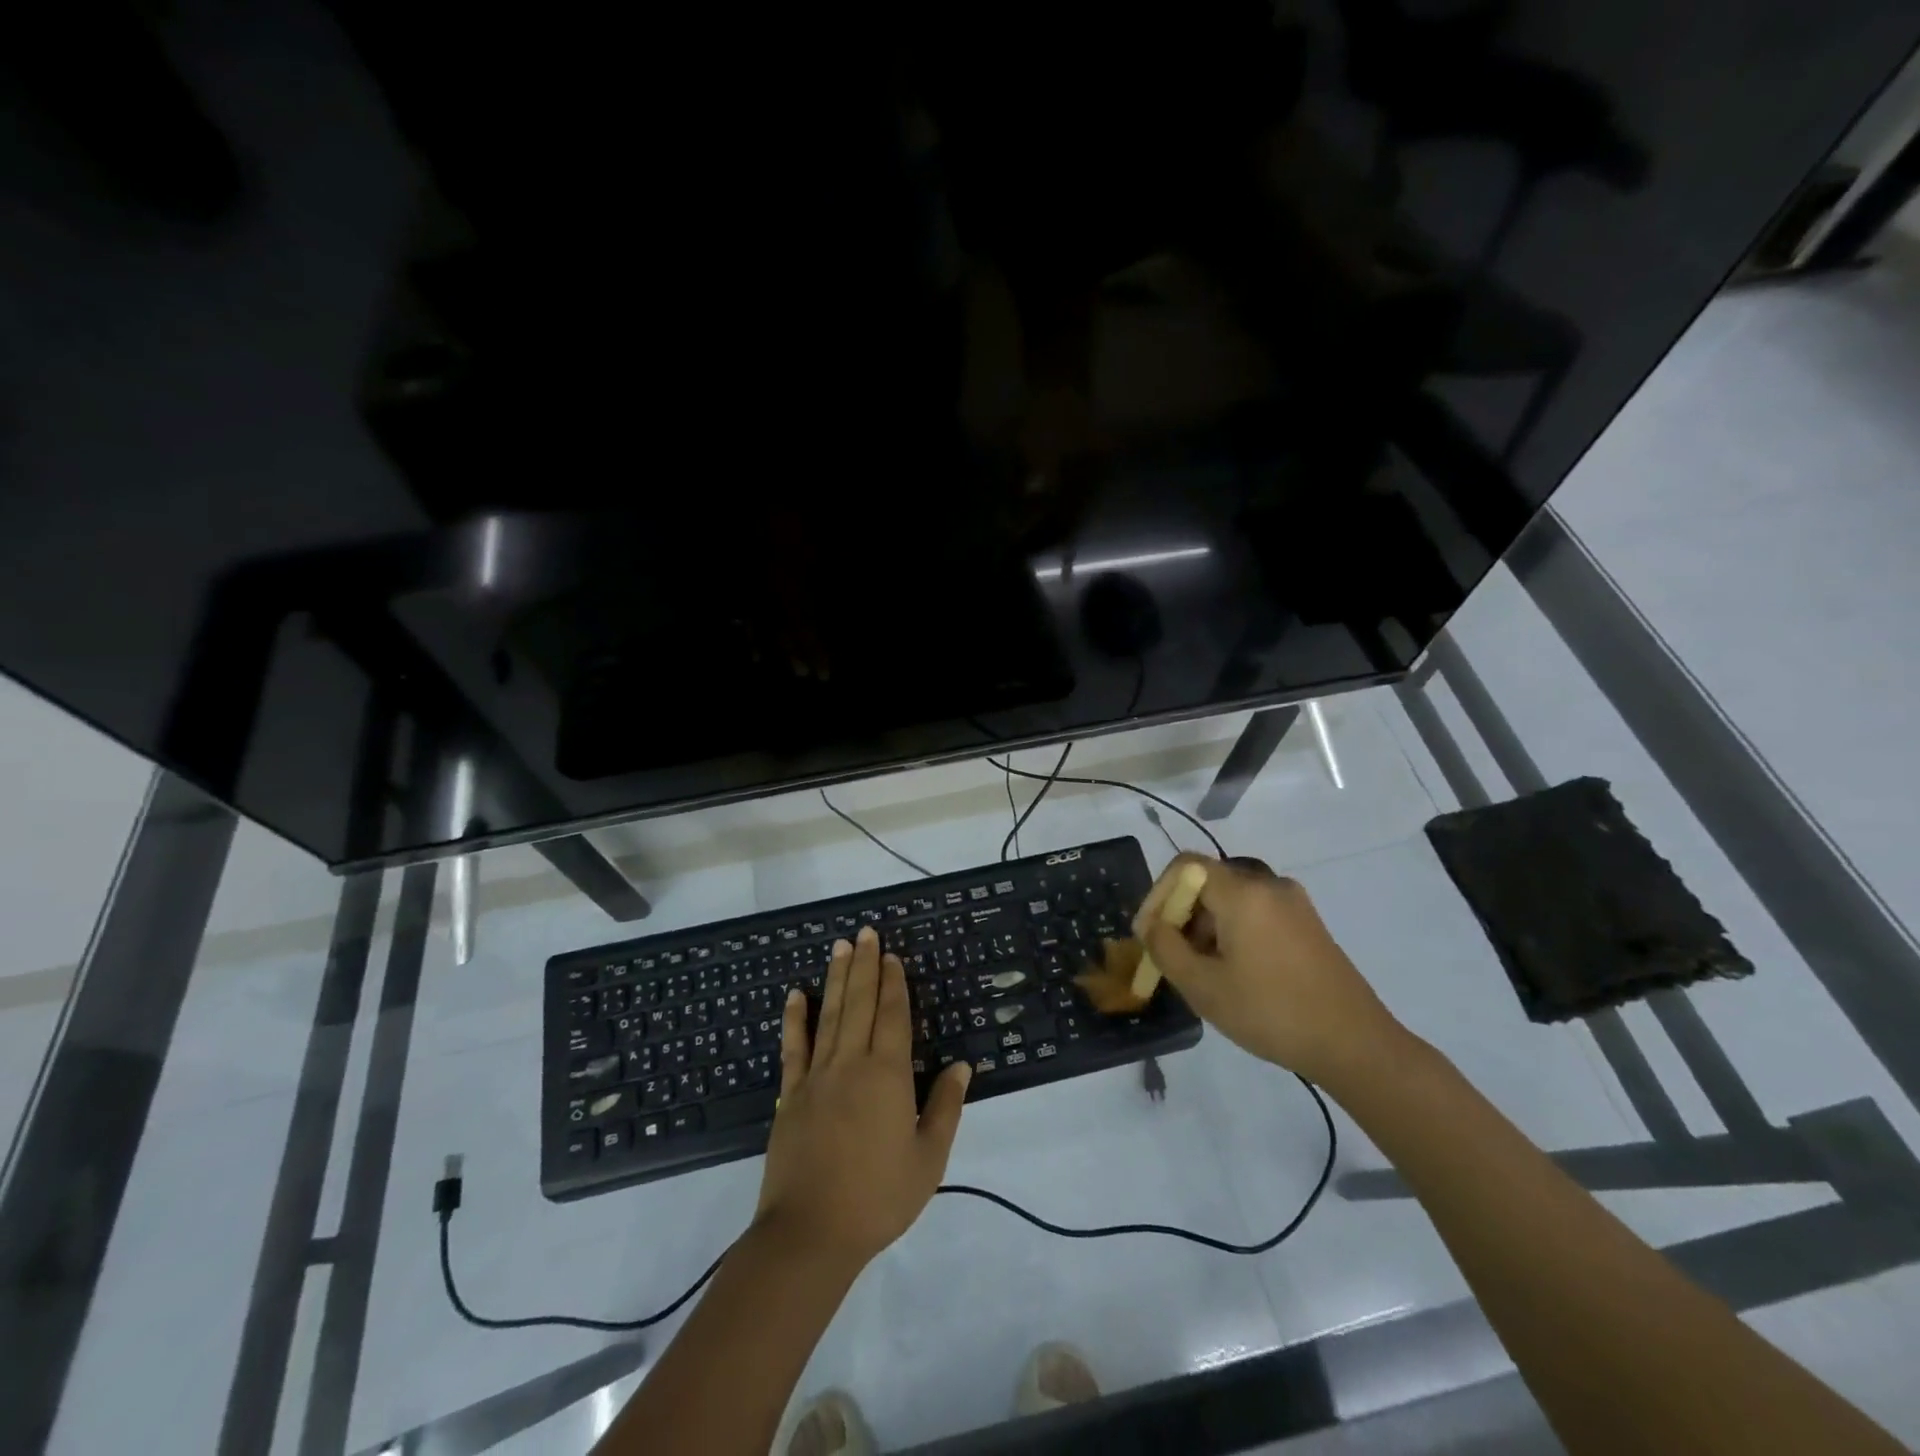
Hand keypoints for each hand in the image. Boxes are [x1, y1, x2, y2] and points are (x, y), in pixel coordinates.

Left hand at [754, 926, 971, 1267]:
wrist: (810, 1234)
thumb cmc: (878, 1198)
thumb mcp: (928, 1159)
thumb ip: (945, 1108)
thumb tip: (961, 1067)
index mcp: (887, 1075)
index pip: (892, 1015)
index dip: (893, 983)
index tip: (892, 955)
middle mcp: (850, 1063)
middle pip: (859, 1003)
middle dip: (865, 965)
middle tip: (866, 932)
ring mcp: (816, 1076)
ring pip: (829, 1014)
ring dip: (836, 978)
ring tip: (840, 946)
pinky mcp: (791, 1094)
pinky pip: (793, 1046)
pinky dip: (795, 1018)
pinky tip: (795, 994)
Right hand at [1135, 854, 1404, 1087]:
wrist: (1355, 1044)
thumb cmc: (1271, 1012)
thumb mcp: (1203, 987)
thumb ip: (1165, 948)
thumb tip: (1150, 925)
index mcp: (1243, 892)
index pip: (1185, 867)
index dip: (1158, 894)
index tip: (1149, 933)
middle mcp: (1269, 885)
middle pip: (1209, 882)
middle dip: (1182, 915)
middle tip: (1172, 957)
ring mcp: (1294, 903)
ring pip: (1233, 899)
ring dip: (1207, 926)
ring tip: (1202, 971)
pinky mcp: (1308, 923)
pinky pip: (1257, 912)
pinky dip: (1234, 931)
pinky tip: (1235, 972)